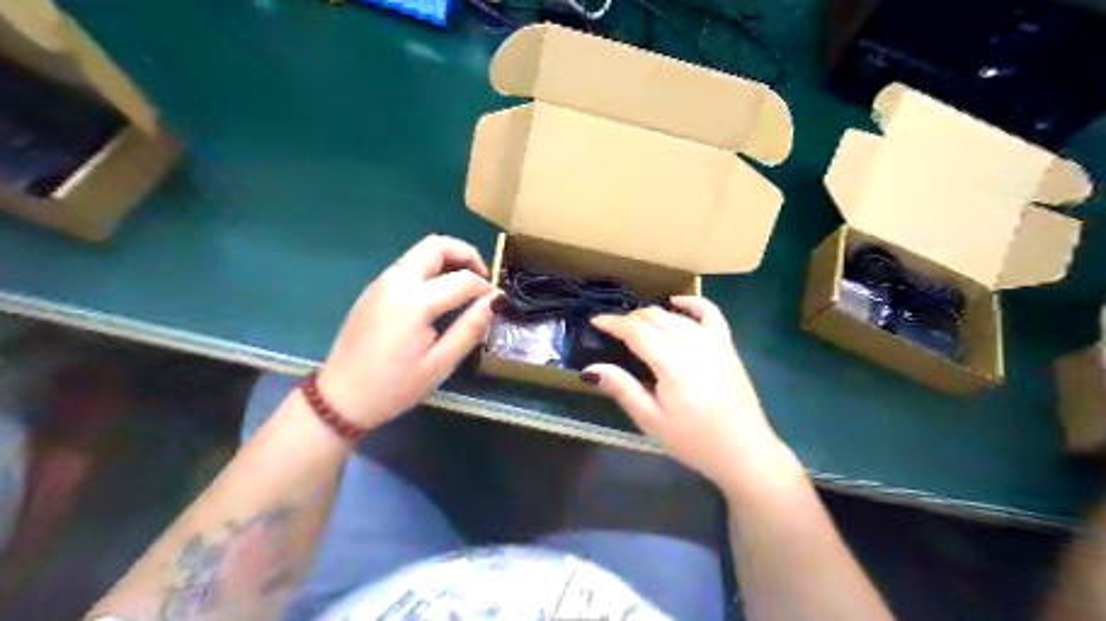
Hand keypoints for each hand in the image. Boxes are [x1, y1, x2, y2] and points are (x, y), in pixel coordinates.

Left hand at [315, 234, 495, 427]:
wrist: (341, 399)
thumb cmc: (394, 387)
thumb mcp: (440, 364)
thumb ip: (470, 328)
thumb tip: (495, 301)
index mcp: (413, 302)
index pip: (462, 279)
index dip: (485, 288)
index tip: (496, 303)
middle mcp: (395, 282)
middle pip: (436, 245)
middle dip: (466, 254)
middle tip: (483, 279)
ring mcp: (381, 283)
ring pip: (420, 252)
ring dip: (448, 260)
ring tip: (465, 288)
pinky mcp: (374, 290)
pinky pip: (408, 266)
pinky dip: (431, 269)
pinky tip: (440, 295)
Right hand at [587, 298, 804, 496]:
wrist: (743, 450)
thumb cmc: (694, 440)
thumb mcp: (652, 421)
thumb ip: (623, 389)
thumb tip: (591, 368)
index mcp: (672, 364)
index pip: (637, 331)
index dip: (613, 323)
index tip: (595, 321)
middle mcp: (693, 344)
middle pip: (656, 317)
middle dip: (630, 318)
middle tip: (614, 330)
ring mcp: (713, 341)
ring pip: (676, 315)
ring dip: (653, 314)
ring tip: (637, 325)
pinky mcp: (727, 345)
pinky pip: (710, 312)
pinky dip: (691, 302)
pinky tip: (677, 302)